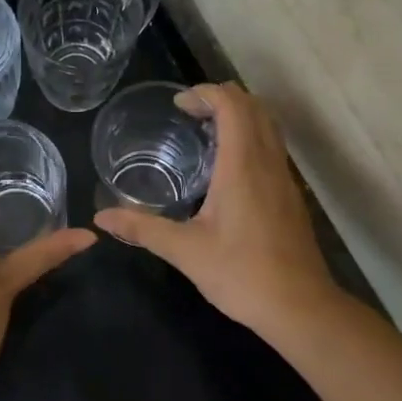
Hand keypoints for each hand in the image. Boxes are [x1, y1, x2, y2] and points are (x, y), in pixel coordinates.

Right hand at [94, 83, 336, 335]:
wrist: (300, 307)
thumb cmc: (242, 274)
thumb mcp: (185, 251)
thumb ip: (143, 228)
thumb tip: (101, 218)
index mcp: (242, 165)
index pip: (232, 104)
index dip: (205, 93)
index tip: (179, 105)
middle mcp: (268, 162)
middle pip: (254, 106)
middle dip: (222, 98)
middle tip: (189, 114)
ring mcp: (284, 178)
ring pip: (268, 125)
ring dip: (240, 116)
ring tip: (206, 133)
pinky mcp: (291, 196)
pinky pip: (273, 147)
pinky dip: (251, 138)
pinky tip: (227, 169)